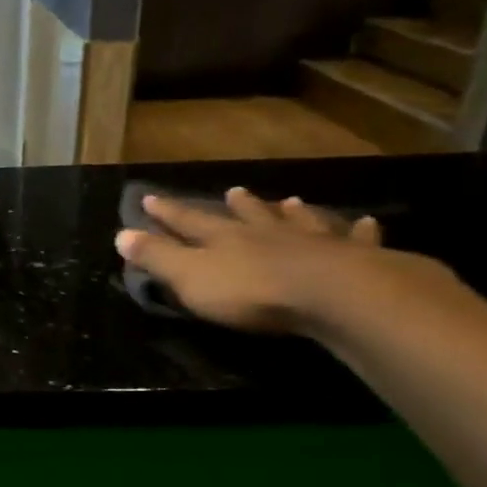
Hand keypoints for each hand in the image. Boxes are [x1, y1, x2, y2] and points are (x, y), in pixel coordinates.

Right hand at [115, 187, 452, 335]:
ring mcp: (310, 242)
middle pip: (246, 216)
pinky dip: (357, 231)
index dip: (167, 212)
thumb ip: (157, 257)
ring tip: (289, 202)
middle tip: (232, 191)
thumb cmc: (251, 291)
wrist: (331, 295)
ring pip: (296, 221)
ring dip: (288, 212)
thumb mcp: (189, 277)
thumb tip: (120, 234)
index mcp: (222, 239)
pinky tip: (366, 222)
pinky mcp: (352, 258)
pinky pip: (354, 239)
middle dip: (236, 206)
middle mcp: (264, 233)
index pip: (187, 221)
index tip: (150, 197)